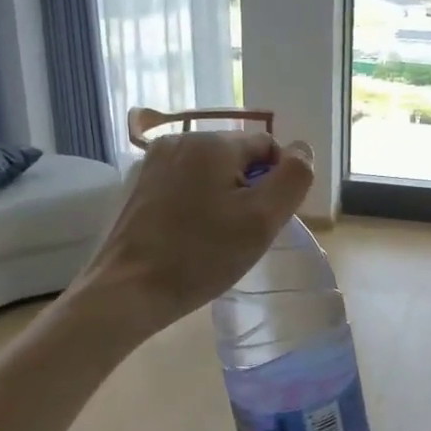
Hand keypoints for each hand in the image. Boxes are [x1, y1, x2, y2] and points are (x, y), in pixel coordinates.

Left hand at [73, 130, 314, 334]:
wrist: (128, 290)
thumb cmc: (202, 256)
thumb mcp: (262, 219)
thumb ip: (293, 177)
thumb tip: (302, 150)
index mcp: (212, 142)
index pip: (268, 147)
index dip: (276, 184)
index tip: (262, 220)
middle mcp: (180, 140)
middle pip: (238, 158)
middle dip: (248, 190)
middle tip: (239, 234)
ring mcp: (154, 161)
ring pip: (211, 172)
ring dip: (222, 198)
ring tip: (212, 237)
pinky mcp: (138, 184)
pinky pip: (184, 184)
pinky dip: (195, 204)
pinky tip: (188, 235)